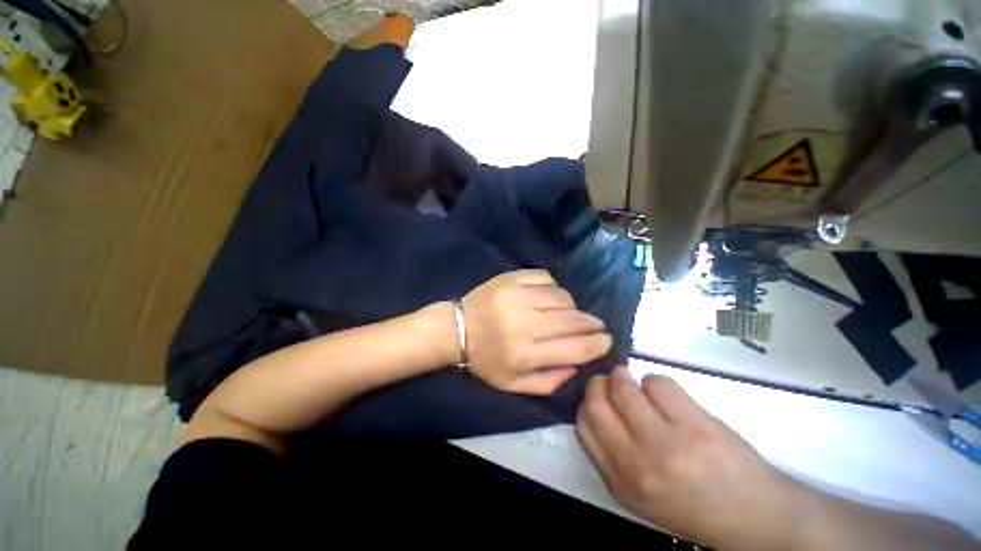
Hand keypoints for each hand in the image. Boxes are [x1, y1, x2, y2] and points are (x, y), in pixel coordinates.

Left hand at [460, 270, 611, 394]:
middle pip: (573, 319)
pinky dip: (553, 287)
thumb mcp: (513, 384)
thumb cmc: (485, 359)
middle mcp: (523, 323)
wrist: (456, 328)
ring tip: (566, 313)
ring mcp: (516, 295)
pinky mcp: (510, 278)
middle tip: (595, 325)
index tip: (606, 340)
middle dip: (592, 323)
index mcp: (524, 354)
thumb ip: (548, 381)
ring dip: (571, 306)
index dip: (597, 344)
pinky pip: (545, 277)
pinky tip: (548, 296)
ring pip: (562, 296)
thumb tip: (578, 365)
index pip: (575, 348)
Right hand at [576, 367, 800, 549]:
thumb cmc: (691, 504)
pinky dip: (656, 381)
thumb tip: (597, 404)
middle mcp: (637, 464)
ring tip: (635, 382)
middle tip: (609, 379)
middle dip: (599, 383)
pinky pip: (658, 383)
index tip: (597, 395)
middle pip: (597, 404)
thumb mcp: (639, 494)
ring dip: (625, 377)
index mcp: (620, 482)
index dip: (586, 403)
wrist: (754, 517)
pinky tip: (668, 395)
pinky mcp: (696, 426)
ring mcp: (667, 444)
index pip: (583, 427)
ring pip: (625, 388)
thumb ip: (612, 455)